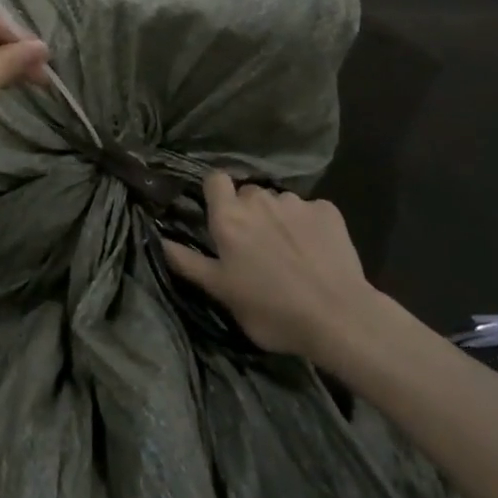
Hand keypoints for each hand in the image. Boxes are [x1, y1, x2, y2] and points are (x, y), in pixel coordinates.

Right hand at [162, 172, 378, 361]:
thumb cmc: (272, 310)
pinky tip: (317, 253)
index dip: (216, 194)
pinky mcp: (328, 211)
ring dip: (279, 219)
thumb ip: (188, 263)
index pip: (214, 179)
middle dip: (249, 212)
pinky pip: (311, 211)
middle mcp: (259, 199)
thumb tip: (158, 239)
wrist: (339, 318)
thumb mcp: (222, 292)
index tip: (220, 216)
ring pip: (279, 202)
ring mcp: (296, 202)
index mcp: (229, 217)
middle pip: (248, 193)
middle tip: (256, 247)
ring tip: (291, 254)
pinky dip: (310, 226)